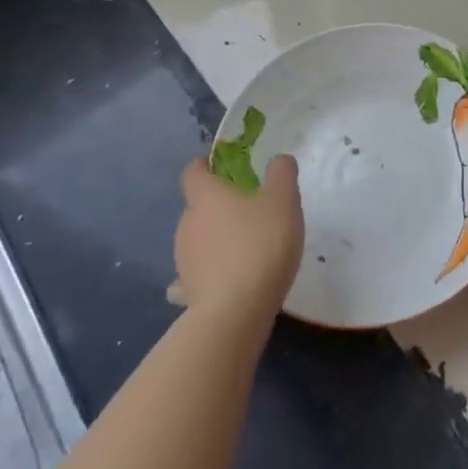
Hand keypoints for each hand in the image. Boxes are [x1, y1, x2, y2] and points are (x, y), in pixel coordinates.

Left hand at [168, 154, 304, 317]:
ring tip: (242, 249)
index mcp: (207, 196)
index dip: (203, 166)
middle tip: (247, 212)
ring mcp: (183, 259)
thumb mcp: (284, 201)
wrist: (237, 309)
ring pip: (196, 240)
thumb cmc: (261, 244)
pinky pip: (192, 276)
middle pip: (197, 207)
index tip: (215, 165)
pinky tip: (219, 281)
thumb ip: (282, 174)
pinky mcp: (187, 291)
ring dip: (213, 240)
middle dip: (217, 206)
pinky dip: (203, 274)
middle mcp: (187, 223)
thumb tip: (278, 159)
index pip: (193, 172)